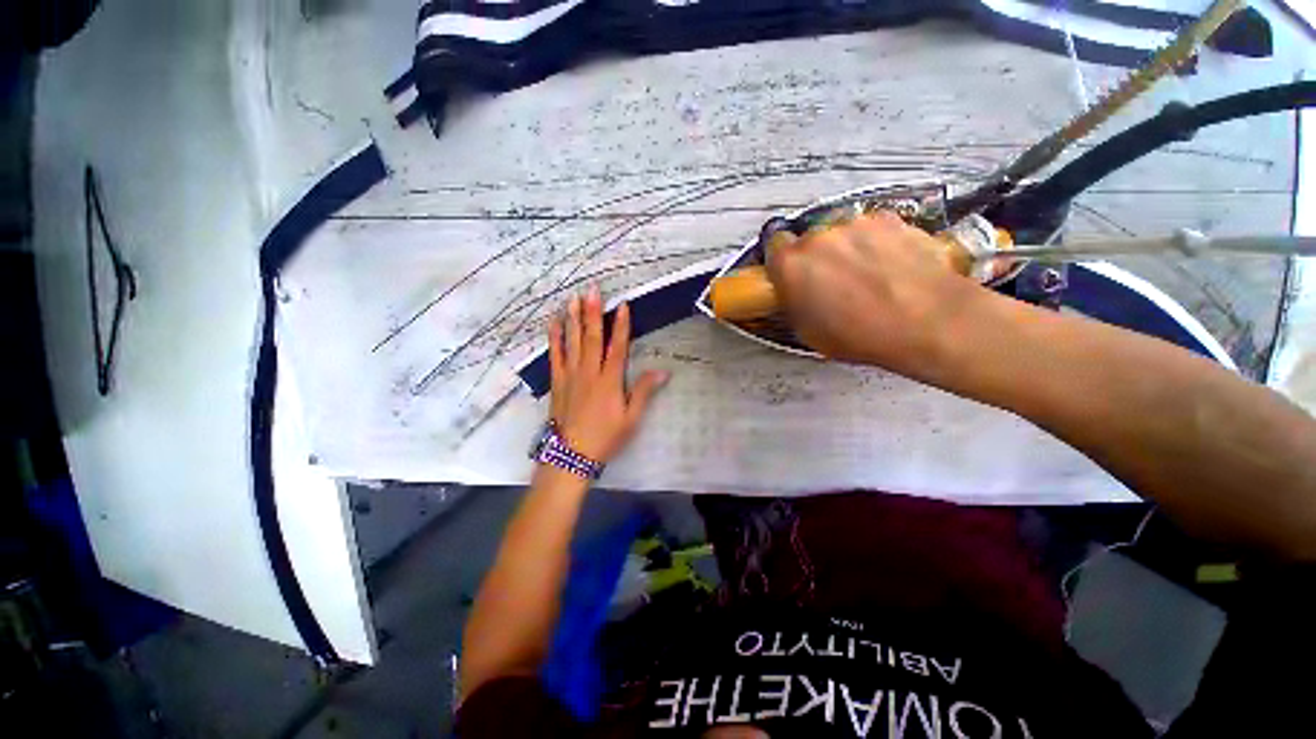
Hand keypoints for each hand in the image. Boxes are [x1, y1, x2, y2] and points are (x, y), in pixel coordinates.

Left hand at [547, 286, 669, 462]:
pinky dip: (554, 338)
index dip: (621, 325)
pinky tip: (553, 323)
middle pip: (592, 337)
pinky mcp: (557, 381)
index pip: (617, 347)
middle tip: (592, 290)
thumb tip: (663, 372)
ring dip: (573, 318)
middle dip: (593, 312)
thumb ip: (644, 392)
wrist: (572, 455)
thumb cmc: (606, 437)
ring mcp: (570, 375)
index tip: (622, 305)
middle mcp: (589, 372)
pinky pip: (555, 355)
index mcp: (610, 380)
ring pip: (572, 341)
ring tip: (572, 298)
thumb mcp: (631, 418)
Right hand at [765, 212, 991, 379]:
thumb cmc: (861, 335)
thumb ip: (793, 301)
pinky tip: (891, 266)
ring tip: (868, 275)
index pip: (773, 246)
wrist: (928, 321)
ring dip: (846, 248)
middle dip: (815, 257)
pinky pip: (871, 228)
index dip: (781, 261)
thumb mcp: (808, 331)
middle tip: (831, 282)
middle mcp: (818, 236)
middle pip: (808, 239)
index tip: (790, 273)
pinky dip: (875, 242)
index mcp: (791, 265)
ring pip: (841, 232)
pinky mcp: (889, 218)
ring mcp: (855, 223)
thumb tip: (796, 292)